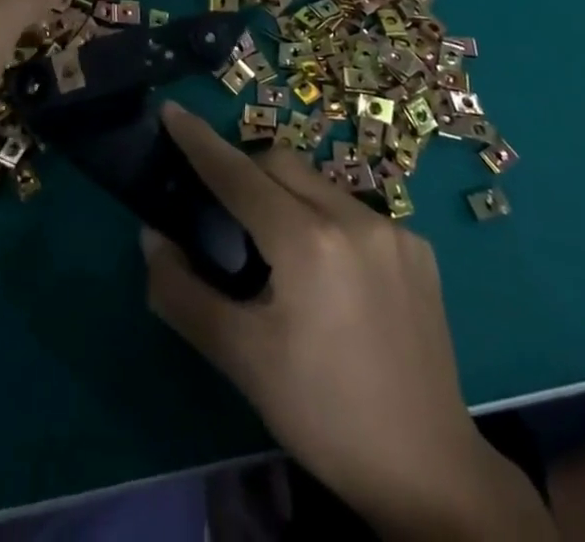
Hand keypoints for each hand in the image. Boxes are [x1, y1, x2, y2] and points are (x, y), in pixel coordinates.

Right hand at [143, 105, 552, 541]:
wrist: (430, 474)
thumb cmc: (323, 414)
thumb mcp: (240, 359)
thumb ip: (183, 292)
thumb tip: (153, 238)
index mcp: (307, 241)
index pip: (238, 173)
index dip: (199, 140)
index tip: (172, 110)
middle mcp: (353, 217)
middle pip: (279, 163)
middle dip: (243, 169)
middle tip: (219, 204)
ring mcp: (393, 229)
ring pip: (317, 183)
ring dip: (285, 194)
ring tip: (273, 245)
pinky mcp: (418, 248)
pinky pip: (352, 210)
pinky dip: (324, 219)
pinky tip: (328, 272)